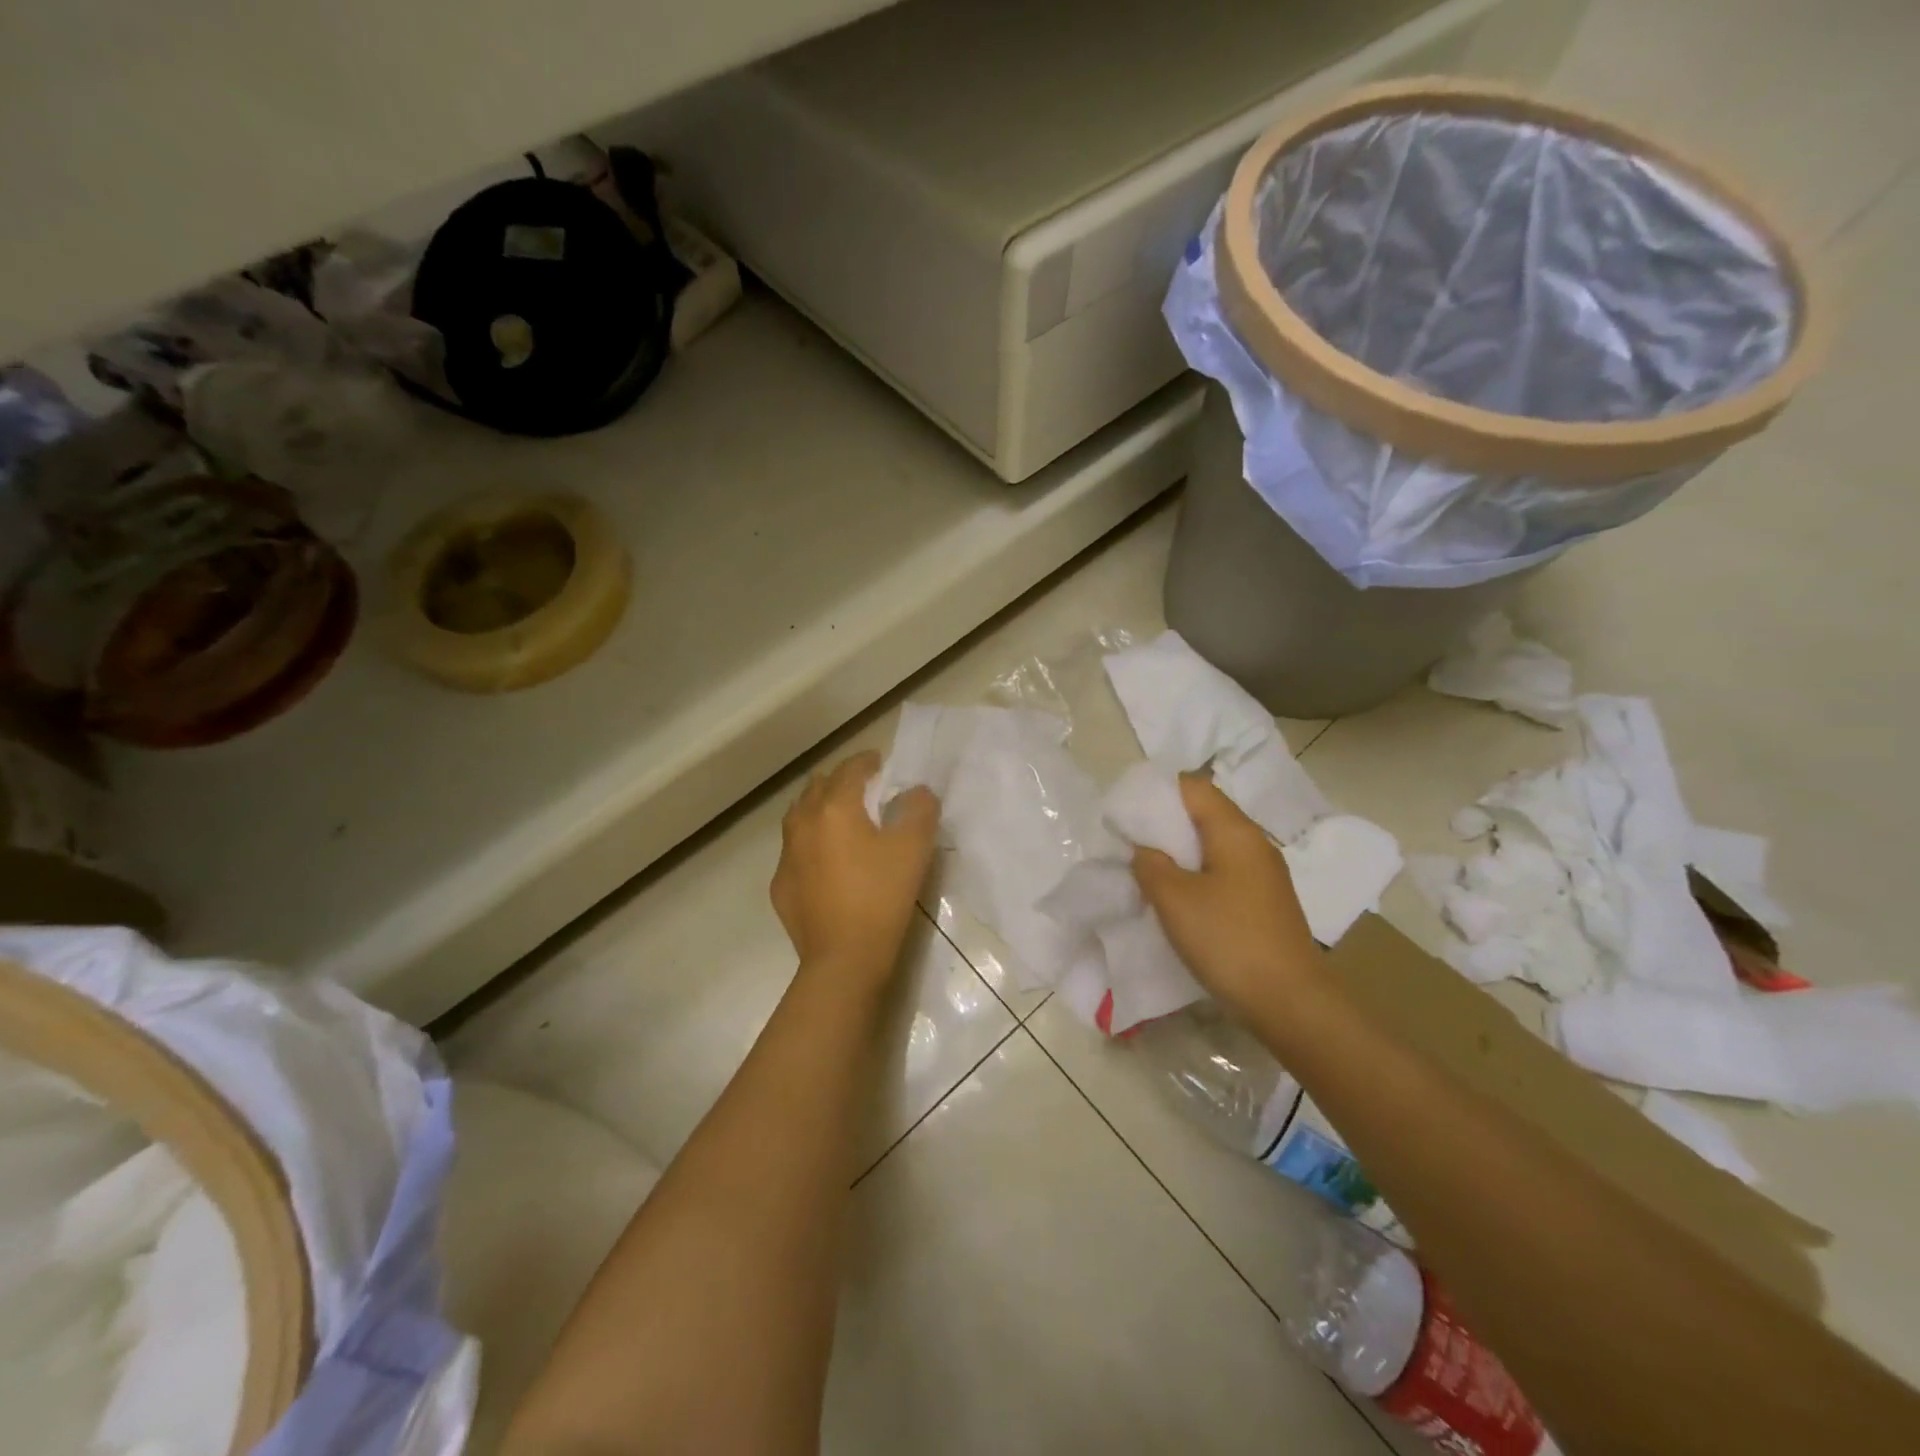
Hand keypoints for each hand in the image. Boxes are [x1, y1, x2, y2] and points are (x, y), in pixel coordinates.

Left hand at [771, 751, 939, 991]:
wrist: (843, 959)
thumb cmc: (881, 897)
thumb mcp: (914, 849)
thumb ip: (919, 809)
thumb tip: (915, 792)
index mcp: (835, 807)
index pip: (850, 769)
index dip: (867, 761)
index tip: (880, 762)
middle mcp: (803, 823)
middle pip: (818, 786)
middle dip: (840, 781)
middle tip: (863, 789)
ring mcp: (786, 855)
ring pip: (799, 815)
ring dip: (819, 808)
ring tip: (840, 818)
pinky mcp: (780, 885)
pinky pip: (793, 850)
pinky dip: (809, 843)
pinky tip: (824, 860)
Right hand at [1132, 773, 1321, 1021]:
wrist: (1290, 1002)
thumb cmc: (1228, 940)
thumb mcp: (1174, 899)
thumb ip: (1150, 865)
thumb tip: (1145, 850)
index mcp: (1235, 831)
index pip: (1193, 787)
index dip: (1157, 792)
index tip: (1127, 812)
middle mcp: (1255, 844)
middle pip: (1204, 815)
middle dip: (1165, 825)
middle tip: (1130, 843)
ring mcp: (1264, 875)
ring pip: (1213, 847)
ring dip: (1180, 854)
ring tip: (1148, 872)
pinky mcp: (1265, 902)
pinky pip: (1224, 873)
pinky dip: (1197, 877)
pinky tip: (1179, 900)